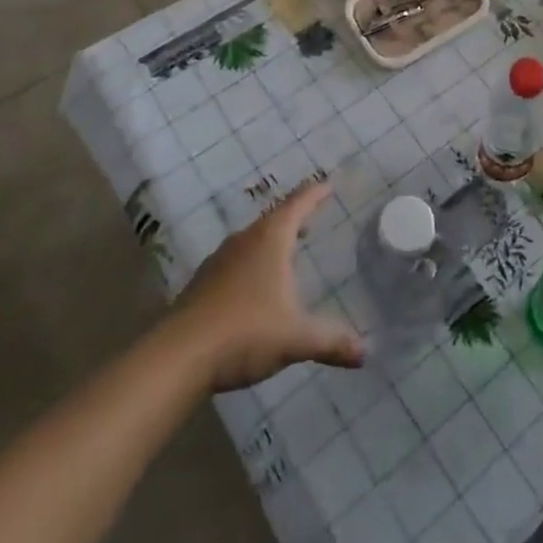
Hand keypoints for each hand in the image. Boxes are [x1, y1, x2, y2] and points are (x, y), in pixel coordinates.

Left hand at [172, 182, 364, 390]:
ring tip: (287, 249)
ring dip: (271, 240)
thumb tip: (365, 353)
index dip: (314, 194)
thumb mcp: (295, 338)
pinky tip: (255, 284)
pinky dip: (252, 262)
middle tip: (312, 218)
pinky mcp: (202, 284)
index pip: (297, 205)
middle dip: (294, 217)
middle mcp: (244, 242)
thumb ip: (331, 342)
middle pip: (273, 219)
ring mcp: (219, 261)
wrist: (177, 358)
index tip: (328, 185)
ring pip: (251, 240)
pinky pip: (235, 261)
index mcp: (270, 240)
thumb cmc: (245, 333)